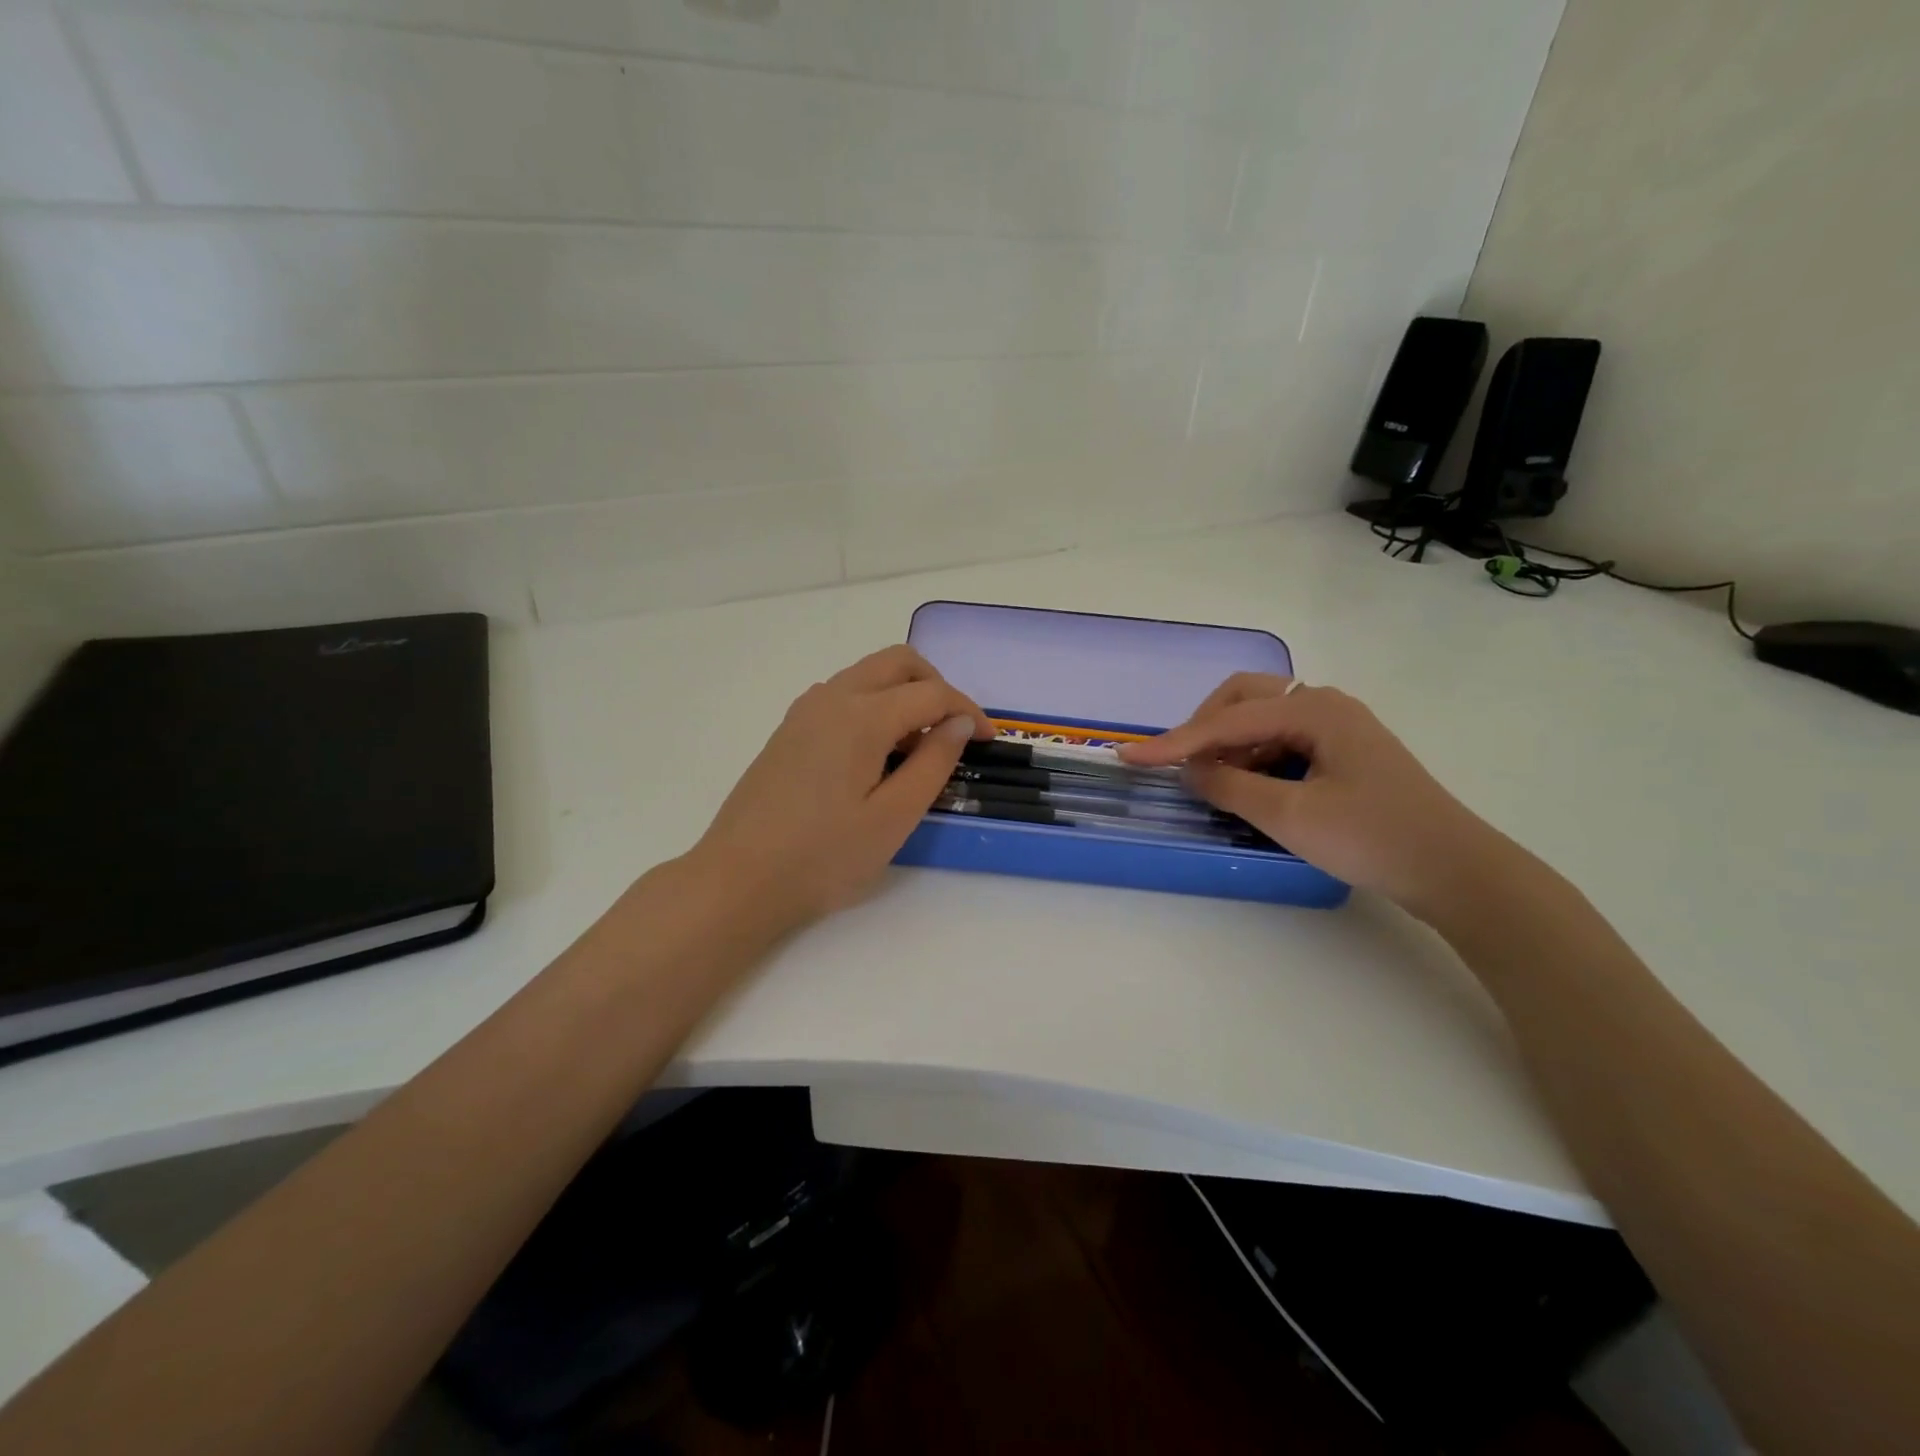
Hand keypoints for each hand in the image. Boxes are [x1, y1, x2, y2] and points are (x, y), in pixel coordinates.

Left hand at [688, 645, 993, 928]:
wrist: (739, 878)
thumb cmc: (823, 856)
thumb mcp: (893, 818)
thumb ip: (933, 763)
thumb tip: (958, 723)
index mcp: (862, 716)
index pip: (932, 693)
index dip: (968, 711)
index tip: (988, 741)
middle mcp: (833, 697)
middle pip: (898, 662)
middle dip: (936, 685)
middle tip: (954, 730)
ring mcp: (805, 710)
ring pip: (868, 674)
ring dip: (903, 692)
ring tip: (918, 745)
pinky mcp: (790, 729)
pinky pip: (843, 694)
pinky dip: (874, 704)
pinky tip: (876, 752)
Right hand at [1118, 674, 1515, 918]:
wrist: (1456, 871)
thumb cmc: (1372, 838)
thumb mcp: (1290, 816)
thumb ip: (1230, 787)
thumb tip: (1190, 772)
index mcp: (1314, 710)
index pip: (1227, 721)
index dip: (1175, 742)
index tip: (1130, 757)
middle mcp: (1325, 705)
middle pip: (1245, 698)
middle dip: (1205, 726)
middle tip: (1180, 763)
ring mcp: (1338, 726)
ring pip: (1263, 718)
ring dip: (1230, 743)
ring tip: (1211, 781)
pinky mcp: (1344, 751)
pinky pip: (1283, 739)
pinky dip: (1255, 757)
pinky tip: (1247, 786)